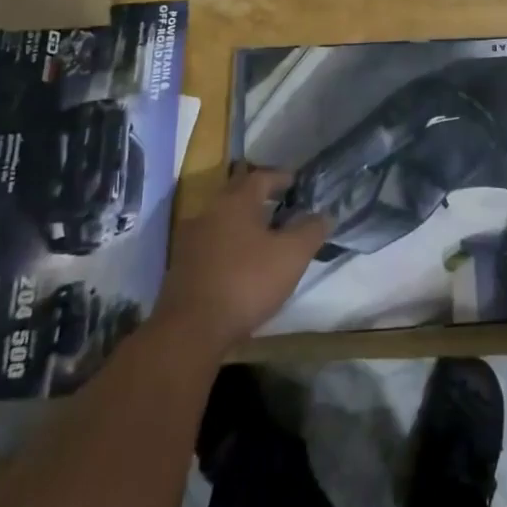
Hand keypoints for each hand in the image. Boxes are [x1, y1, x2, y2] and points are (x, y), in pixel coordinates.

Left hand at [155, 168, 328, 353]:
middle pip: (238, 193)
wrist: (190, 330)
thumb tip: (325, 214)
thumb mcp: (292, 256)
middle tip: (281, 203)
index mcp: (236, 201)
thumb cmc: (246, 282)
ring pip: (222, 218)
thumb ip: (311, 231)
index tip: (296, 183)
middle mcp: (210, 211)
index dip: (281, 177)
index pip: (261, 177)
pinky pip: (210, 241)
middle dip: (259, 196)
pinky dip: (227, 242)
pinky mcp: (181, 265)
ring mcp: (190, 238)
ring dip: (242, 220)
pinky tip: (239, 260)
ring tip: (262, 233)